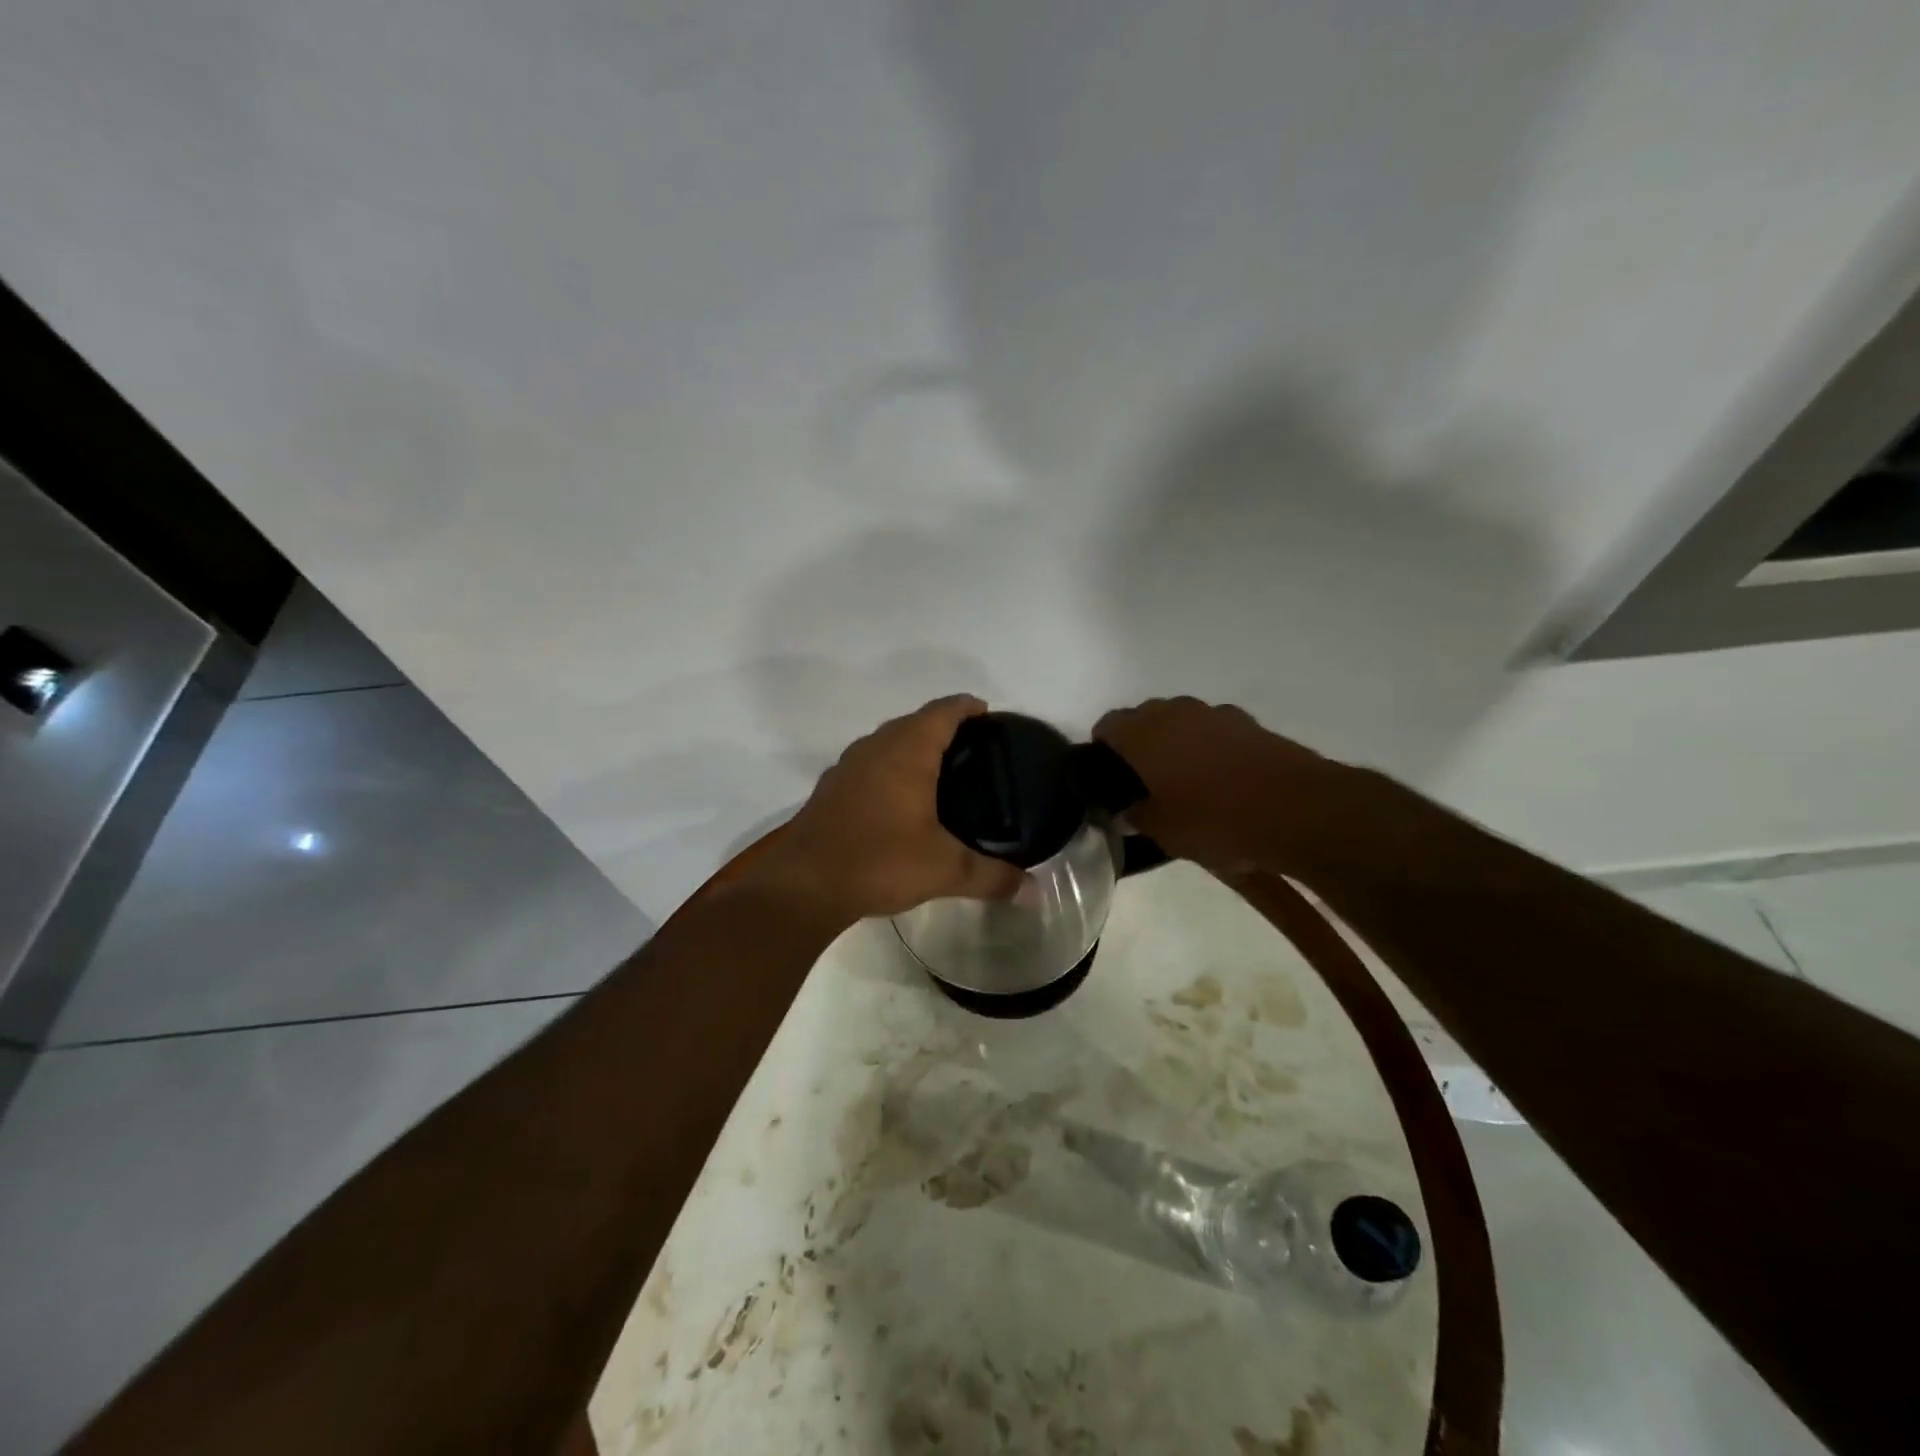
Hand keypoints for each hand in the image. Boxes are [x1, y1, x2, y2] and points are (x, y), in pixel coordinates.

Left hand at [756, 696, 1026, 920]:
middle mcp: (876, 747)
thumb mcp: (944, 870)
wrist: (803, 884)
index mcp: (907, 752)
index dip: (966, 707)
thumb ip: (991, 876)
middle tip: (972, 747)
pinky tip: (898, 798)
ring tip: (939, 769)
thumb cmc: (879, 861)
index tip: (986, 713)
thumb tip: (1035, 890)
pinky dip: (889, 767)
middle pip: (914, 722)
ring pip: (887, 741)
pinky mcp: (831, 788)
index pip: (943, 712)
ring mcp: (848, 766)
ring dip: (912, 745)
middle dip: (942, 726)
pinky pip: (869, 763)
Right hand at [1094, 697, 1347, 874]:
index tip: (1107, 773)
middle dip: (1138, 742)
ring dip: (1175, 741)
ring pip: (1181, 720)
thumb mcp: (1167, 832)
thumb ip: (1138, 818)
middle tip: (1141, 779)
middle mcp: (1176, 713)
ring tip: (1182, 779)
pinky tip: (1220, 778)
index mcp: (1145, 734)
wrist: (1299, 809)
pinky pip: (1214, 729)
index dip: (1103, 746)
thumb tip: (1123, 815)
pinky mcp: (1249, 724)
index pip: (1109, 724)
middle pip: (1144, 716)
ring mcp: (1216, 714)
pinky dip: (1208, 746)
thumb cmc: (1217, 820)